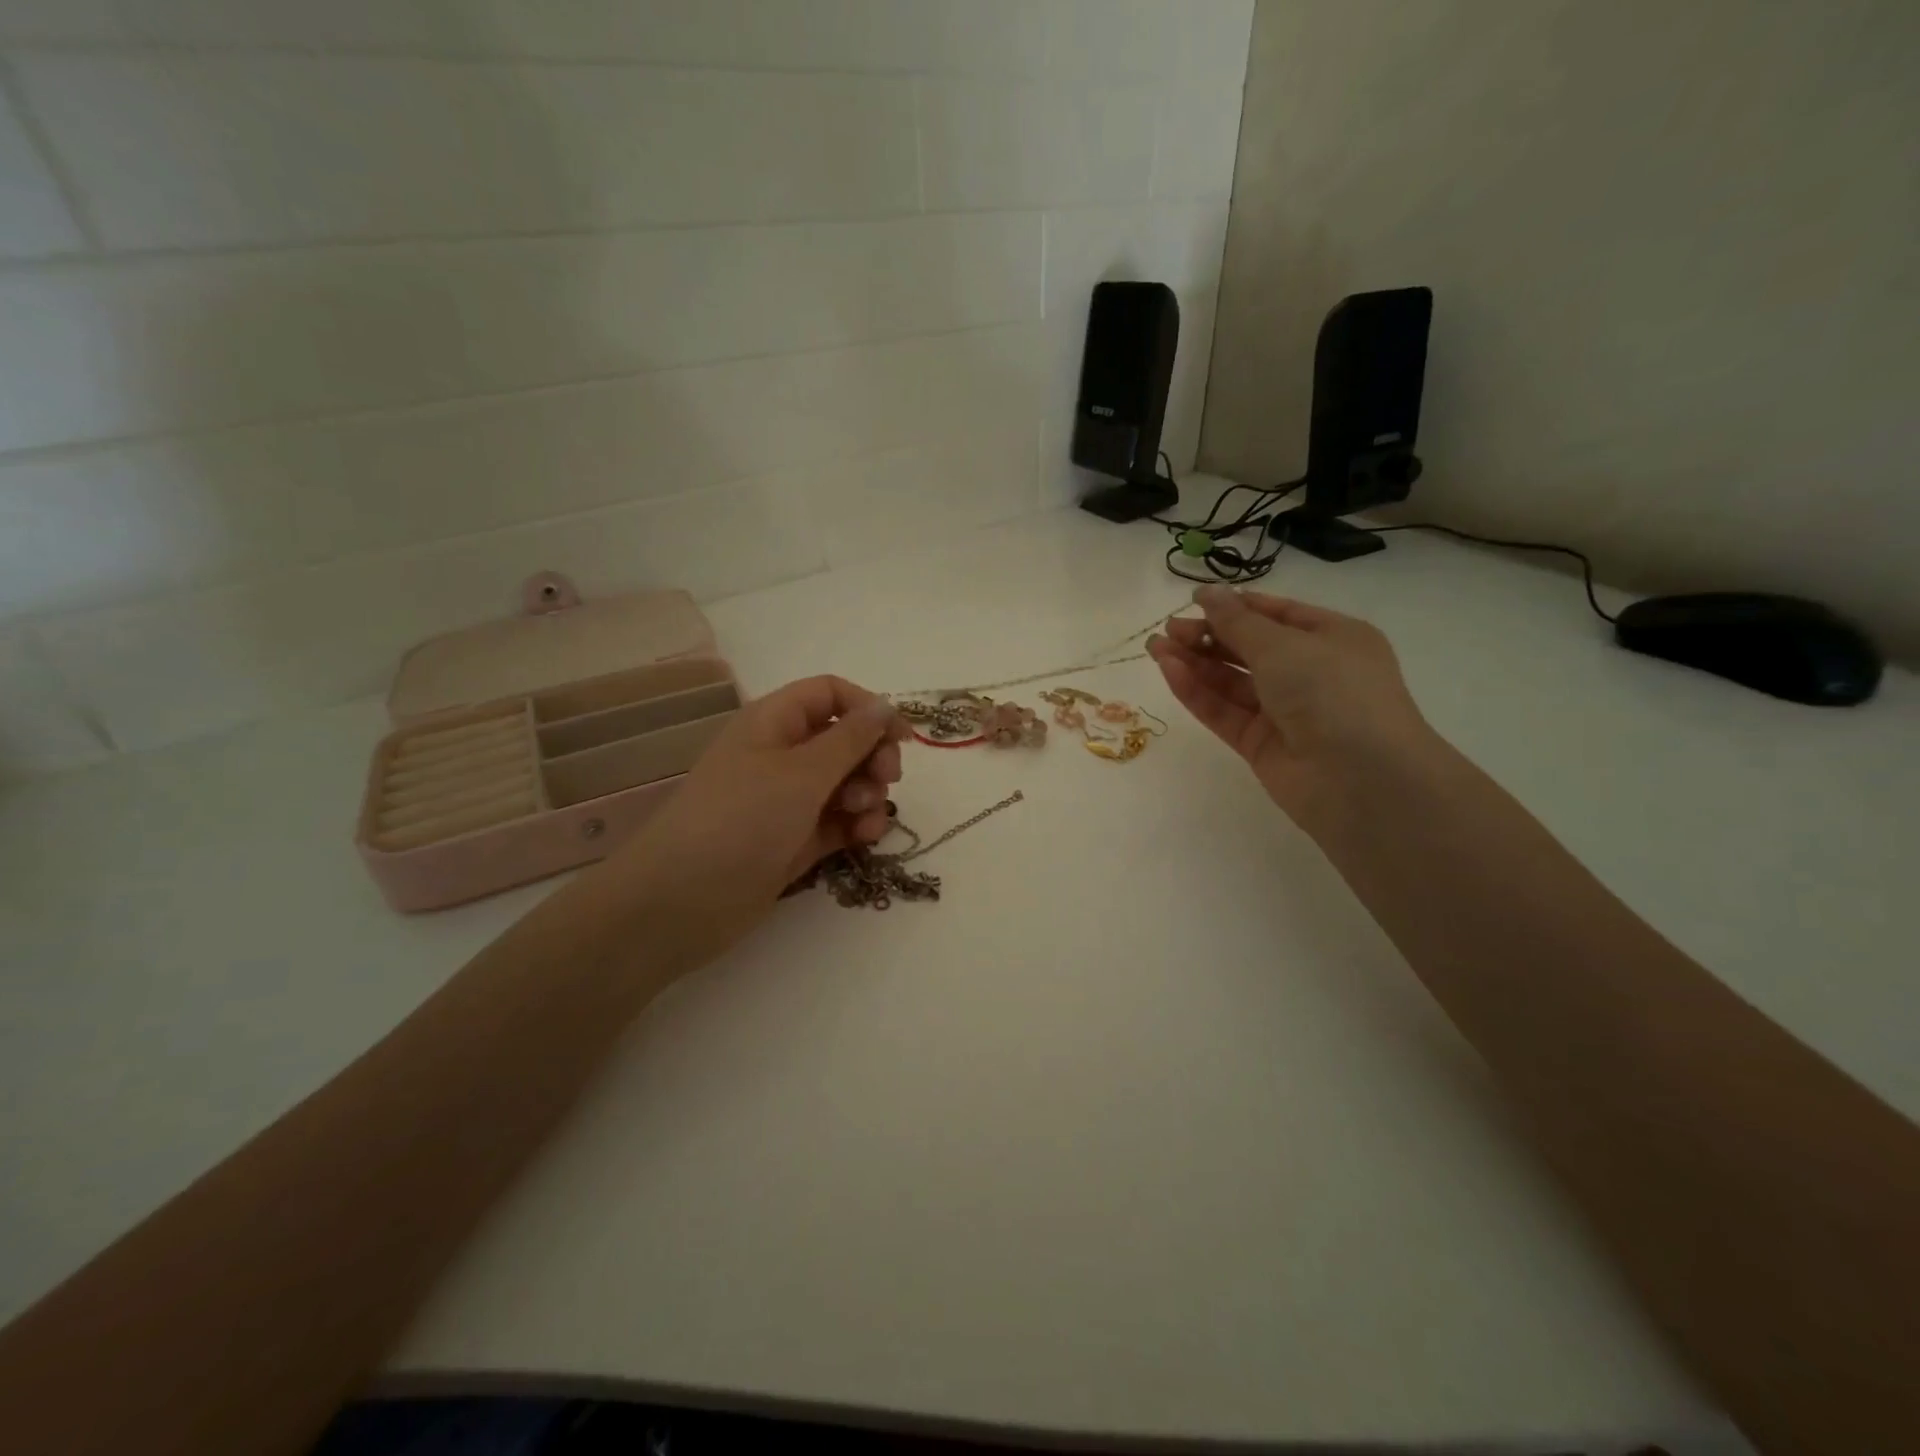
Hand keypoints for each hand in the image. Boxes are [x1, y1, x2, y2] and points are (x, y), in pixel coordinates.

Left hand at [599, 676, 907, 967]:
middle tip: (888, 780)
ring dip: (868, 795)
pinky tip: (865, 838)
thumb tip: (885, 706)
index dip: (868, 709)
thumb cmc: (742, 820)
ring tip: (866, 818)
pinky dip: (856, 825)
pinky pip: (836, 820)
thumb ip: (851, 739)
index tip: (902, 738)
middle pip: (843, 739)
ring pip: (844, 783)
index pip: (829, 694)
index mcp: (772, 722)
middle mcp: (780, 755)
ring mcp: (786, 800)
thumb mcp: (802, 772)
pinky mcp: (792, 840)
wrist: (681, 903)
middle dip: (872, 756)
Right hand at [1147, 586, 1439, 823]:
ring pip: (1231, 681)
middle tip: (1168, 629)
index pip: (1277, 615)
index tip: (1194, 600)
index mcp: (1332, 639)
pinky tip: (1169, 671)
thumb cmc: (1333, 692)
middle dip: (1208, 636)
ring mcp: (1285, 711)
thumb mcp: (1283, 646)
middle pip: (1249, 648)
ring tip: (1155, 647)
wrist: (1361, 779)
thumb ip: (1236, 622)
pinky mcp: (1261, 744)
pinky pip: (1224, 711)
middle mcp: (1311, 673)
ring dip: (1194, 662)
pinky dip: (1197, 692)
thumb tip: (1206, 593)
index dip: (1235, 606)